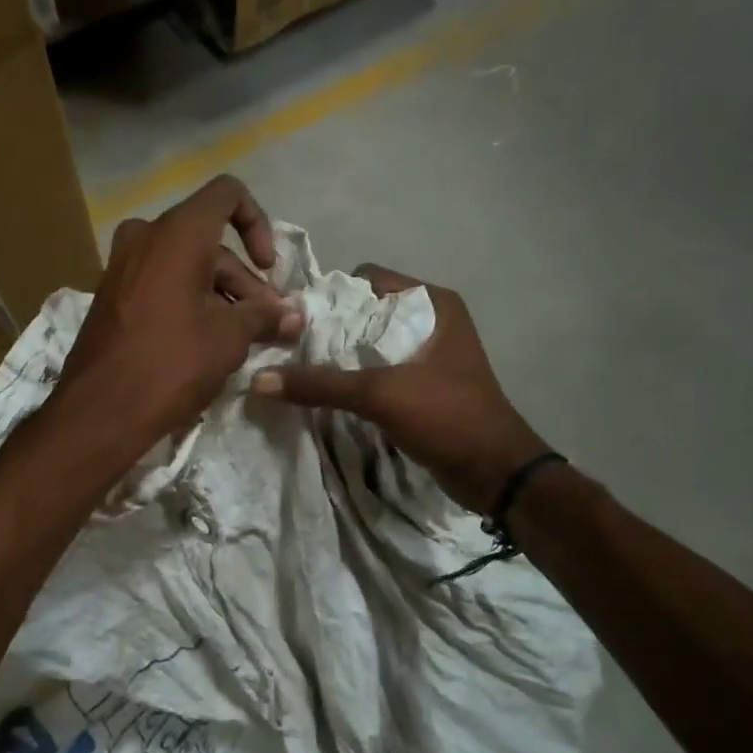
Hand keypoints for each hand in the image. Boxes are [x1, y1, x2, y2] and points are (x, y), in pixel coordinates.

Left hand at [55, 176, 301, 450]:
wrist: (101, 410)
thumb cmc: (173, 363)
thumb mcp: (230, 338)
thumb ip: (265, 316)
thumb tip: (294, 316)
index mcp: (177, 233)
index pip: (227, 195)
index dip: (258, 224)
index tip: (269, 267)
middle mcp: (145, 237)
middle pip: (209, 242)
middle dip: (245, 282)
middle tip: (268, 324)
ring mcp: (122, 266)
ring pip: (185, 266)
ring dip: (220, 296)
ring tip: (243, 340)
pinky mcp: (111, 296)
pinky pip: (161, 284)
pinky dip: (189, 302)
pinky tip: (207, 343)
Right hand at [251, 264, 548, 513]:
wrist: (494, 472)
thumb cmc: (446, 416)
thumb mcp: (381, 394)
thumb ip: (321, 384)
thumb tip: (258, 380)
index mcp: (431, 302)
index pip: (366, 280)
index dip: (329, 297)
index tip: (293, 322)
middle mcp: (431, 319)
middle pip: (364, 312)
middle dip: (327, 330)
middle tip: (288, 349)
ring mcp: (427, 353)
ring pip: (369, 343)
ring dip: (338, 357)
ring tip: (299, 371)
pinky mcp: (422, 383)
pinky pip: (378, 370)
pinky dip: (353, 378)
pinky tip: (326, 393)